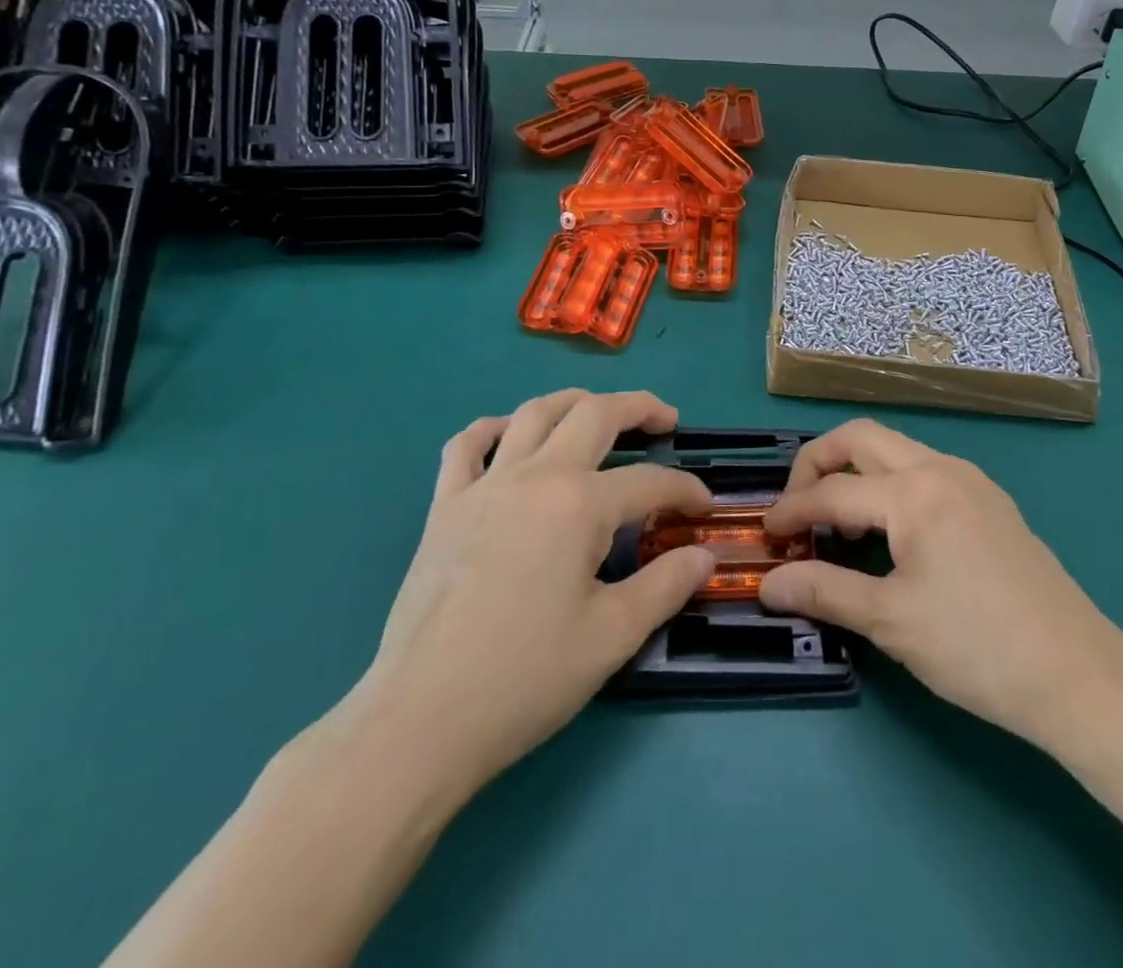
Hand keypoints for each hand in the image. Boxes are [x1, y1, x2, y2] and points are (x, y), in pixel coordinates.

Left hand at [338, 390, 713, 809]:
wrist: (420, 721)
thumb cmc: (524, 678)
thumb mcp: (612, 637)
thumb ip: (666, 586)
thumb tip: (703, 555)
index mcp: (580, 505)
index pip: (650, 482)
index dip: (685, 490)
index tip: (703, 507)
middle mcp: (535, 477)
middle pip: (596, 414)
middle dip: (639, 408)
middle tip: (665, 420)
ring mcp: (484, 486)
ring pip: (534, 413)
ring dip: (574, 402)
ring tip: (598, 411)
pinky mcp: (445, 507)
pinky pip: (467, 445)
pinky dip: (494, 428)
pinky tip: (511, 437)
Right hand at [760, 419, 1122, 750]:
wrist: (1077, 674)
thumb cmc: (976, 646)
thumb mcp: (891, 621)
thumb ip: (824, 591)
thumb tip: (768, 584)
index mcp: (914, 491)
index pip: (832, 491)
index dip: (791, 512)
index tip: (765, 537)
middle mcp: (941, 468)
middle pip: (861, 438)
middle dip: (818, 462)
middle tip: (798, 509)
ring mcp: (971, 480)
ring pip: (895, 450)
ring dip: (856, 472)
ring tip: (840, 525)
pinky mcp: (989, 501)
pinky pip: (924, 470)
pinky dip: (890, 485)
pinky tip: (889, 532)